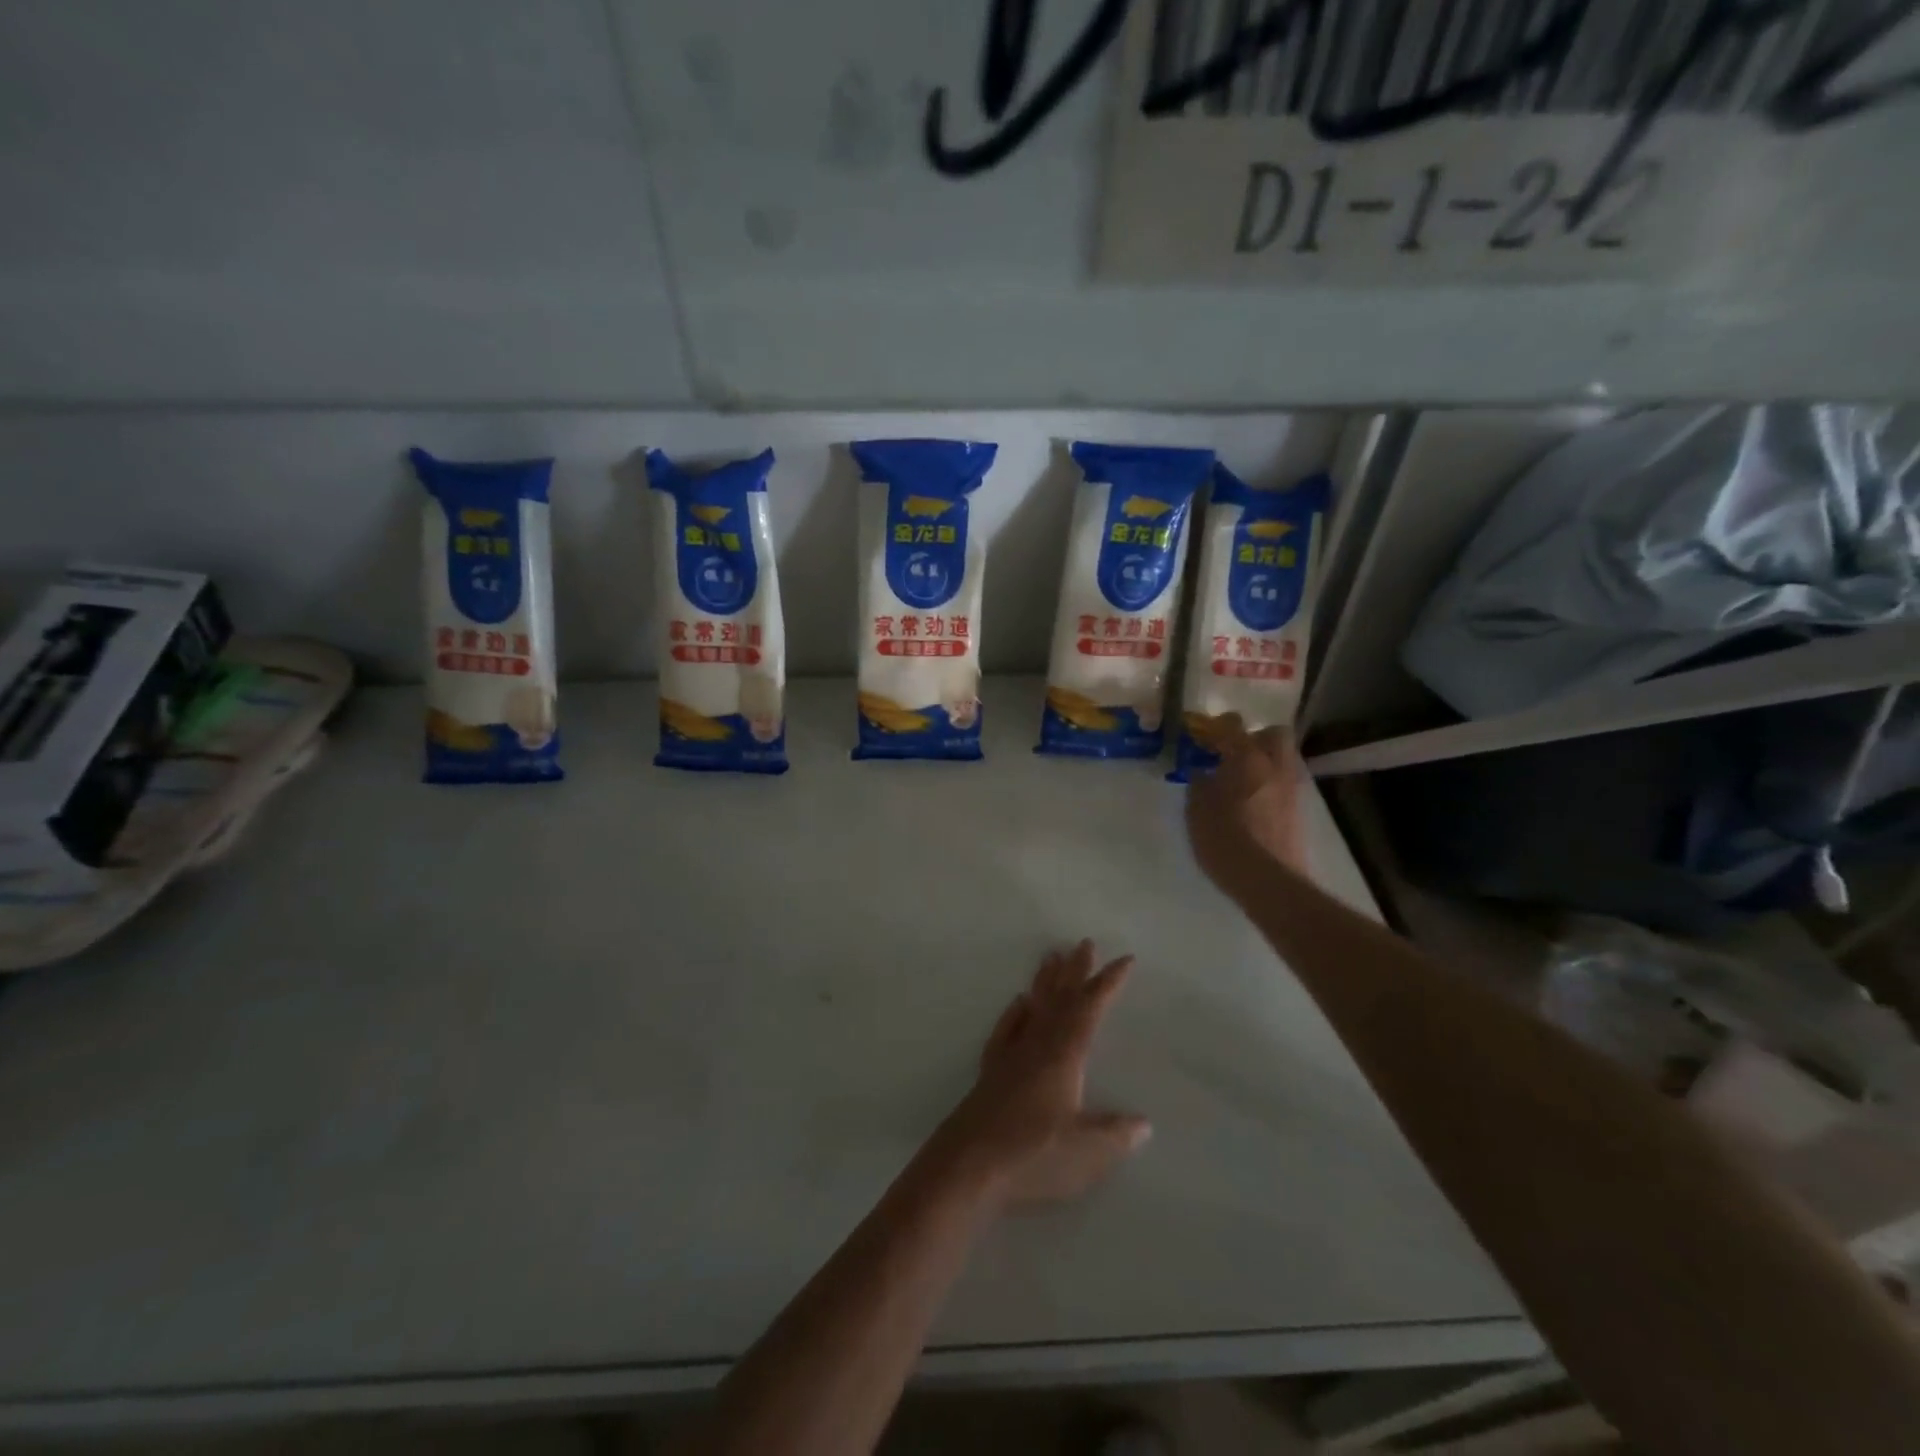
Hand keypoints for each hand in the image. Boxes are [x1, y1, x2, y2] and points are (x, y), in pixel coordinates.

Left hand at [940, 941, 1150, 1207]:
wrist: (967, 1166)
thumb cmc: (1033, 1156)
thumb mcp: (1087, 1151)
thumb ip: (1116, 1134)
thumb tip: (1143, 1123)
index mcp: (1063, 1056)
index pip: (1090, 1009)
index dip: (1108, 984)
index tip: (1124, 959)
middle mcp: (1036, 1046)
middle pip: (1059, 999)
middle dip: (1075, 971)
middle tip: (1084, 943)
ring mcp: (1010, 1057)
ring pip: (1033, 1008)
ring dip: (1045, 982)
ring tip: (1050, 957)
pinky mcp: (990, 1073)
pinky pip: (1006, 1029)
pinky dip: (1015, 1013)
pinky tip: (1018, 1003)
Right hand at [1185, 719, 1308, 896]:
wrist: (1266, 879)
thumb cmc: (1223, 838)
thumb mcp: (1196, 809)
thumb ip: (1199, 784)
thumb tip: (1203, 773)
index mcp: (1247, 759)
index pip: (1233, 727)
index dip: (1218, 726)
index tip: (1205, 733)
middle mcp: (1275, 767)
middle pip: (1275, 734)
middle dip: (1256, 737)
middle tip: (1233, 753)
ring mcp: (1292, 789)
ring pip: (1283, 760)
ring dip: (1265, 763)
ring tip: (1242, 781)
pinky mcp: (1299, 812)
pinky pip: (1285, 785)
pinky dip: (1270, 786)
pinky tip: (1253, 804)